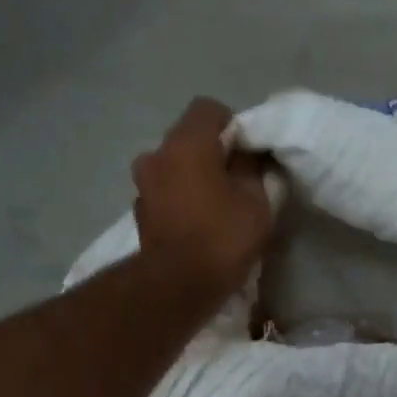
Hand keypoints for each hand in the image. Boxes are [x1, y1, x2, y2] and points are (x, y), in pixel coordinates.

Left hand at [132, 98, 273, 296]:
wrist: (176, 287)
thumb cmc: (221, 237)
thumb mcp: (257, 202)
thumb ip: (254, 170)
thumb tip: (249, 157)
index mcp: (186, 143)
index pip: (209, 109)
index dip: (234, 126)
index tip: (249, 154)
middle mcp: (157, 154)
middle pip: (189, 138)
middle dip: (213, 153)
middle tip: (238, 180)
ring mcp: (143, 184)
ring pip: (175, 166)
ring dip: (194, 177)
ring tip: (218, 204)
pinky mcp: (140, 212)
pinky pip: (166, 192)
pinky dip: (182, 199)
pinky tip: (199, 223)